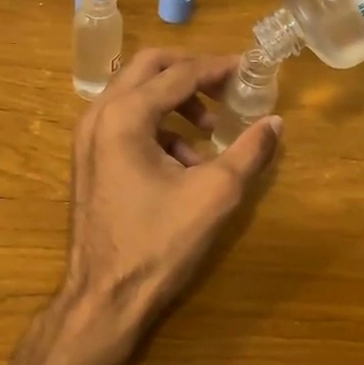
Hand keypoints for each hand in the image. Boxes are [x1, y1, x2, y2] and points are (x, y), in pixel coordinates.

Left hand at [59, 49, 281, 340]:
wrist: (104, 297)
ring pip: (135, 93)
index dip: (218, 68)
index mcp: (125, 115)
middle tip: (227, 85)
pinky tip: (187, 162)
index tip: (249, 69)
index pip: (179, 73)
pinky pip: (126, 122)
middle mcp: (99, 115)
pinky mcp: (89, 158)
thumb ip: (249, 152)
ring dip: (176, 100)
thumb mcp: (215, 194)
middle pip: (149, 67)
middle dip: (192, 71)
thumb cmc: (159, 244)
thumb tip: (275, 123)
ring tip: (211, 131)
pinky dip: (160, 126)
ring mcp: (88, 137)